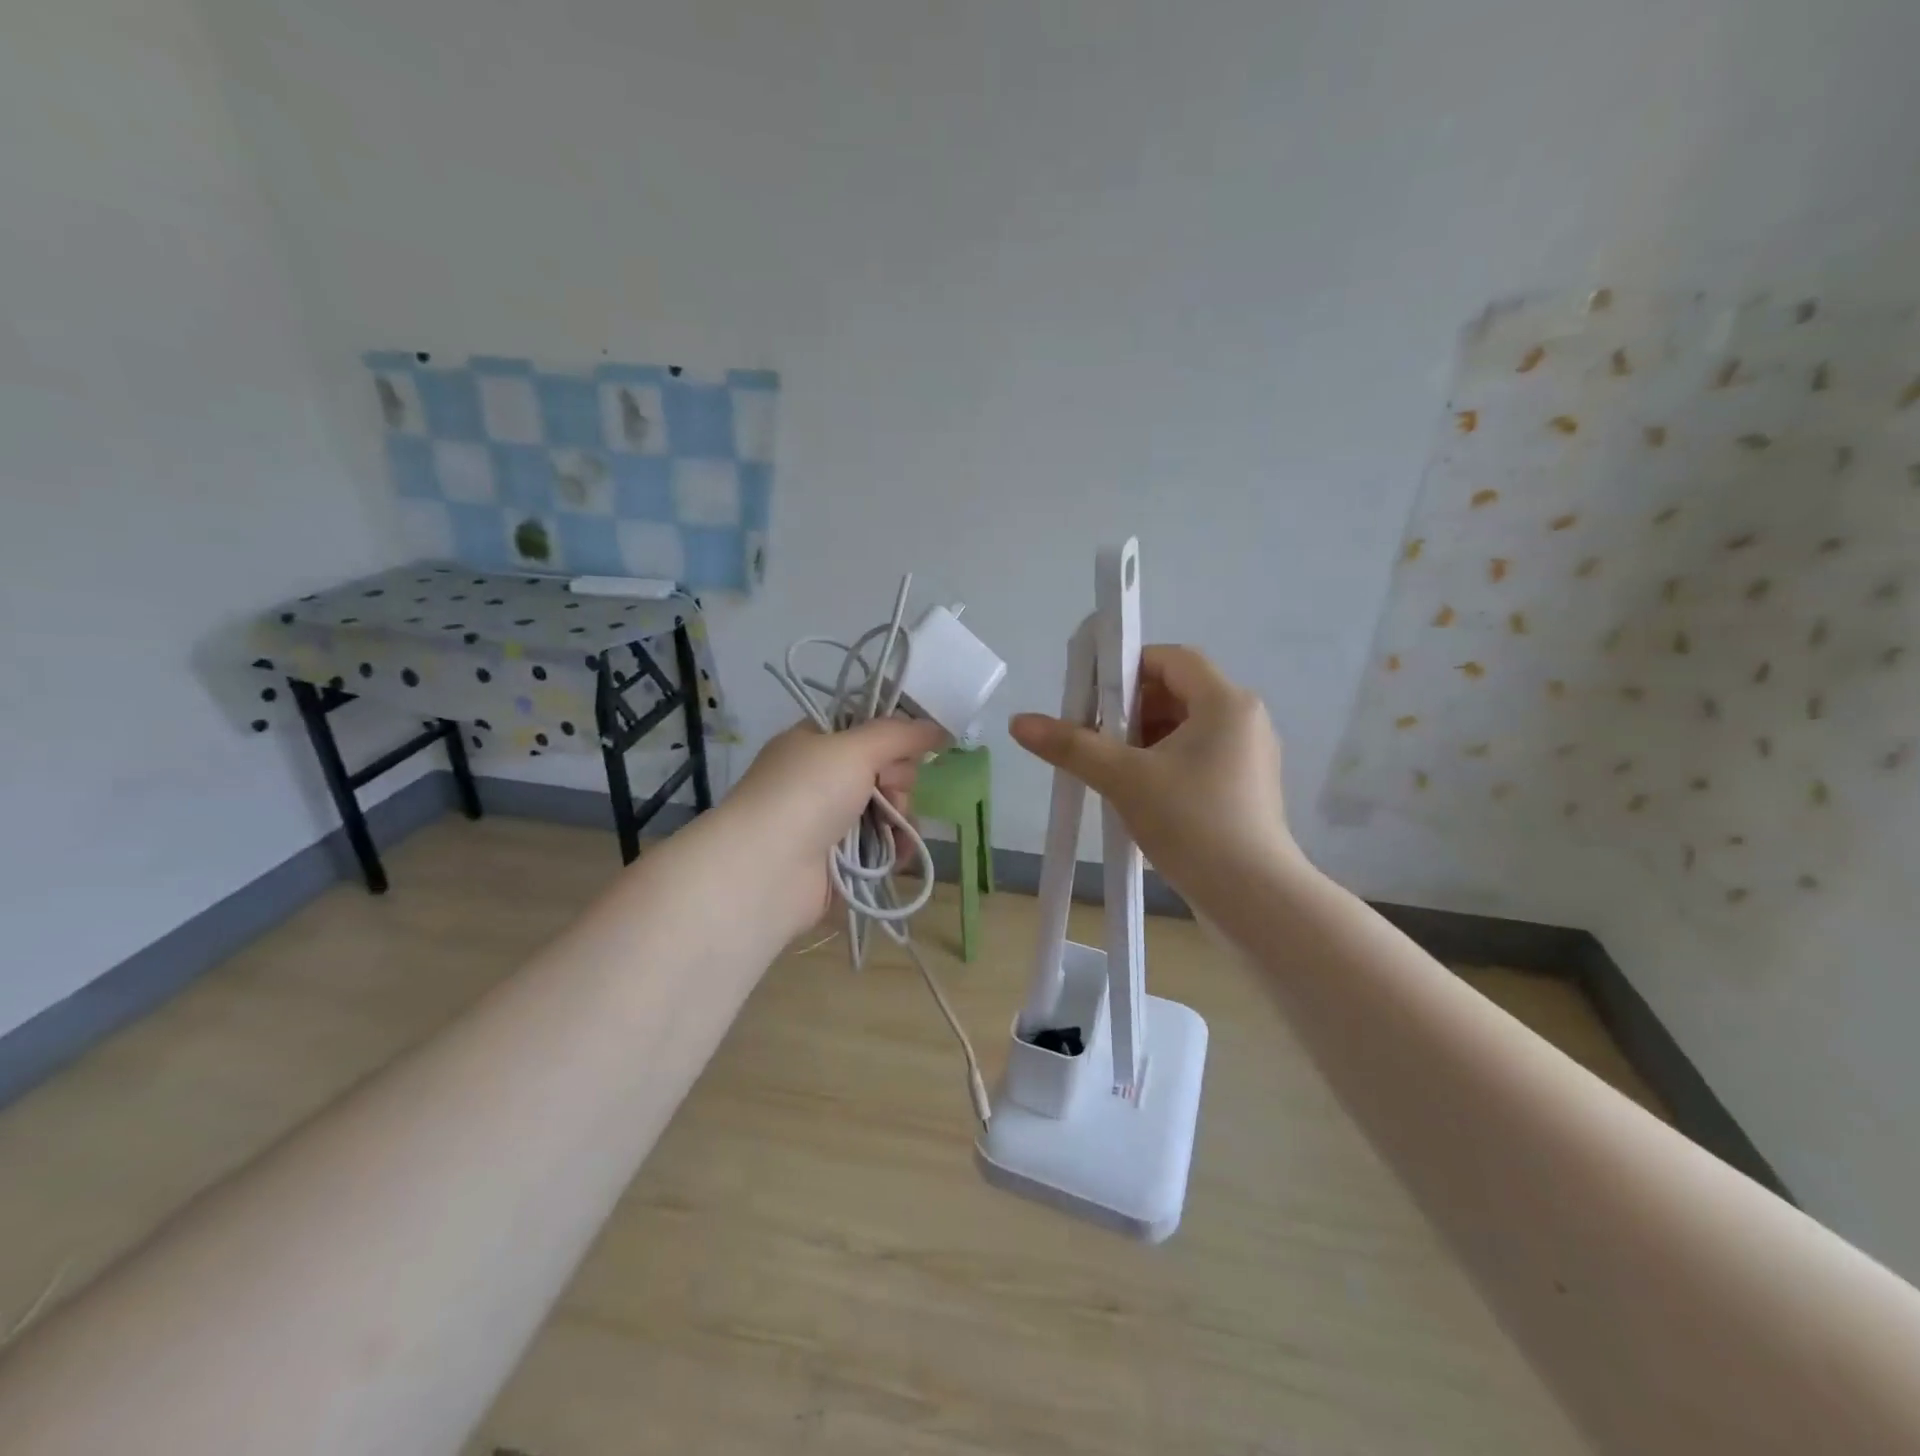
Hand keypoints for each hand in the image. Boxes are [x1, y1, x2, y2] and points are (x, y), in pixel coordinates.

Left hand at [718, 716, 948, 938]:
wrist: (767, 869)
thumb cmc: (807, 793)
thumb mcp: (855, 748)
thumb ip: (900, 734)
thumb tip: (939, 728)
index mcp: (815, 742)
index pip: (866, 729)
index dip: (892, 737)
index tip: (908, 747)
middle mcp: (821, 778)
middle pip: (883, 769)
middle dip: (897, 781)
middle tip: (887, 790)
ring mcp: (829, 820)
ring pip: (887, 809)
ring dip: (900, 817)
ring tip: (892, 828)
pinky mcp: (840, 859)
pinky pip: (882, 845)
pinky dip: (895, 847)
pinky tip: (899, 853)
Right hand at [1008, 645, 1299, 910]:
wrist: (1253, 899)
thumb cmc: (1192, 823)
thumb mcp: (1124, 779)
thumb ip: (1071, 745)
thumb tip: (1018, 722)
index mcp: (1225, 702)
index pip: (1171, 658)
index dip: (1126, 668)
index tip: (1091, 698)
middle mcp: (1244, 719)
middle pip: (1176, 692)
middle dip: (1129, 710)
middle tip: (1092, 736)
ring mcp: (1248, 756)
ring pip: (1184, 728)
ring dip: (1143, 739)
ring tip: (1108, 769)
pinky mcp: (1245, 788)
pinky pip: (1196, 757)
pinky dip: (1163, 763)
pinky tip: (1136, 794)